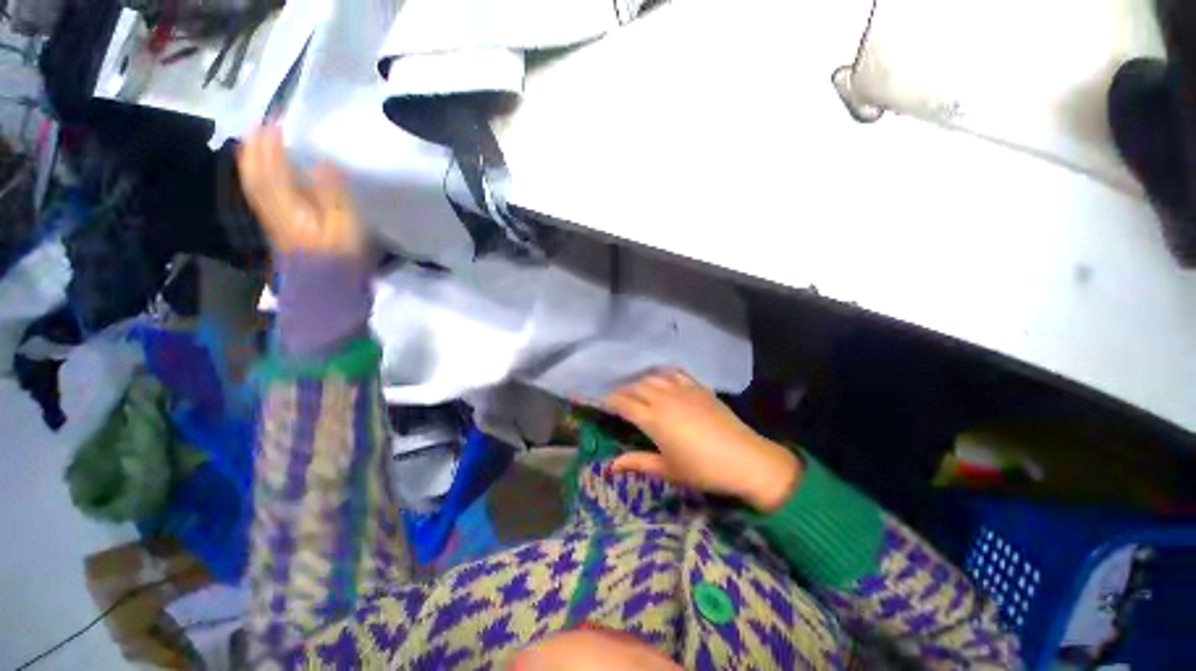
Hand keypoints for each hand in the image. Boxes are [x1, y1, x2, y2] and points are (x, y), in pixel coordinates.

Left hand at [237, 125, 362, 258]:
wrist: (326, 285)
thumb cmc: (343, 256)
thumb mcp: (347, 227)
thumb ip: (335, 195)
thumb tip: (325, 163)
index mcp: (291, 209)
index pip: (273, 172)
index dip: (271, 147)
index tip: (275, 122)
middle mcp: (274, 209)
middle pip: (256, 175)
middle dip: (255, 148)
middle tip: (260, 125)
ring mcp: (272, 218)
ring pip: (253, 183)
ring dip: (251, 159)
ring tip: (255, 140)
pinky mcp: (276, 224)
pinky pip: (258, 194)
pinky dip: (255, 176)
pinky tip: (260, 169)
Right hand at [604, 371, 801, 512]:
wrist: (745, 458)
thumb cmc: (702, 469)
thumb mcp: (667, 470)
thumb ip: (637, 463)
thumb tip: (610, 466)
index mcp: (652, 418)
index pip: (622, 403)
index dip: (608, 400)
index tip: (599, 401)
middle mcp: (663, 398)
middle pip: (635, 387)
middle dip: (622, 391)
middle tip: (617, 400)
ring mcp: (682, 389)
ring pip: (653, 377)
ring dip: (641, 382)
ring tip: (637, 390)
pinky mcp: (699, 387)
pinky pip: (675, 373)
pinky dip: (664, 374)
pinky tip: (662, 379)